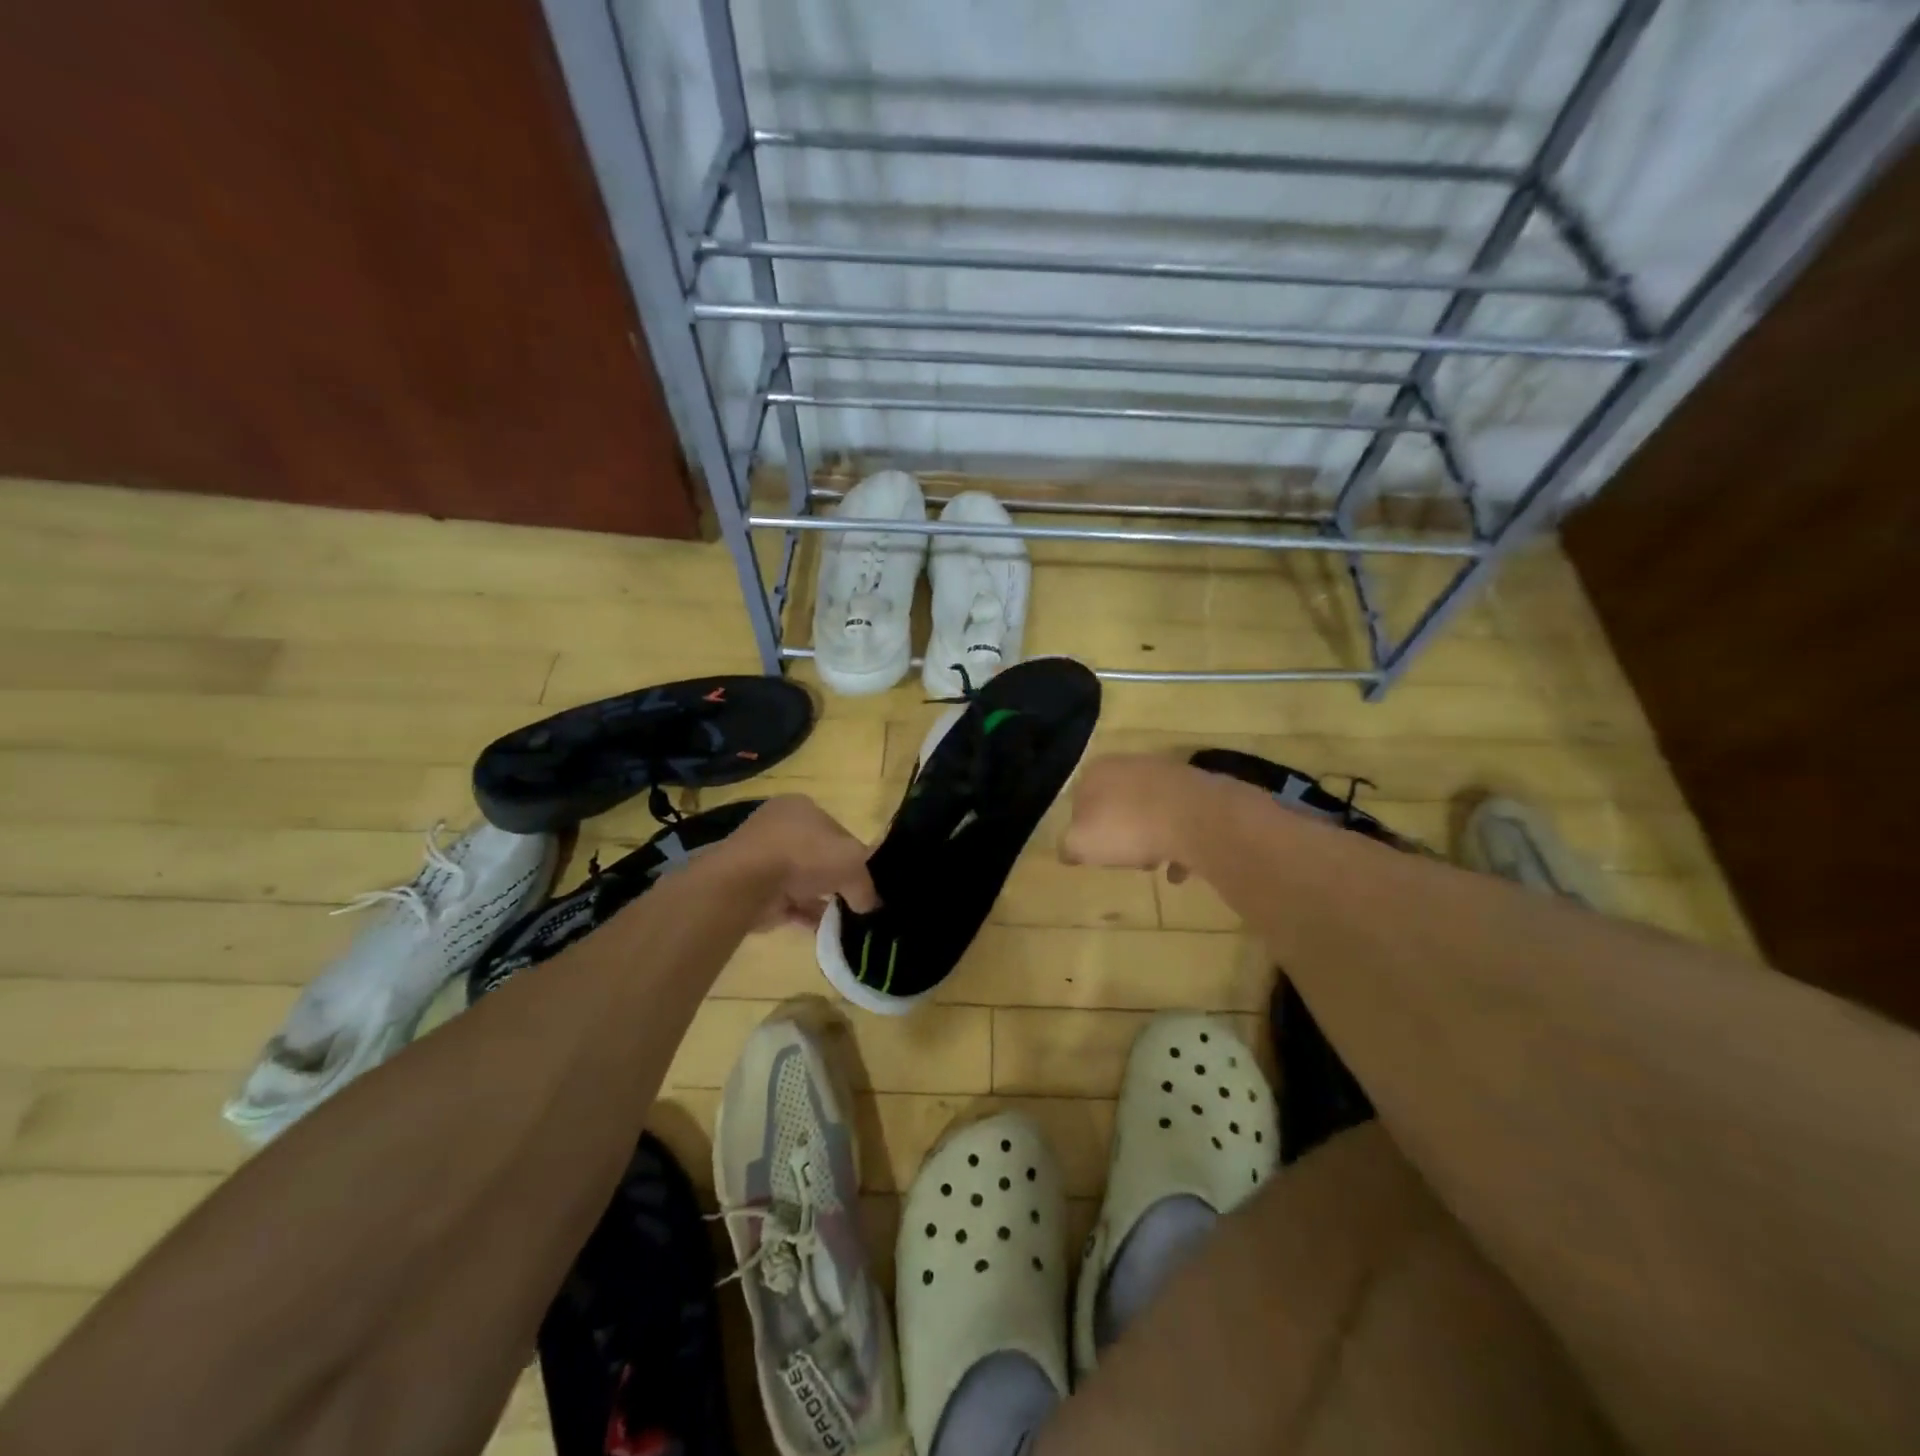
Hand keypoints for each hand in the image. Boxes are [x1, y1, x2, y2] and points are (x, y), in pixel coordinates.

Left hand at [726, 795, 879, 929]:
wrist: (746, 882)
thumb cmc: (803, 855)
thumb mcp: (852, 862)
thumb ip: (865, 884)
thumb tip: (868, 904)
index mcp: (802, 806)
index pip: (837, 830)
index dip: (853, 854)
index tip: (863, 878)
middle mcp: (780, 827)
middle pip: (818, 855)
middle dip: (835, 879)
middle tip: (854, 900)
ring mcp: (763, 857)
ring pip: (802, 880)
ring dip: (820, 899)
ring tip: (842, 919)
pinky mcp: (754, 887)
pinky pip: (787, 902)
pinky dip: (804, 914)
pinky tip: (822, 929)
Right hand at [1059, 755, 1205, 882]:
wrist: (1194, 817)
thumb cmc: (1127, 828)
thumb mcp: (1081, 844)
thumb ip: (1068, 846)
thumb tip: (1068, 849)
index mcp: (1097, 771)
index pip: (1079, 801)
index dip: (1084, 830)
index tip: (1095, 853)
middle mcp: (1129, 764)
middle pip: (1116, 805)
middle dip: (1120, 834)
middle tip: (1125, 859)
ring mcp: (1165, 773)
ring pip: (1148, 811)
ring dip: (1149, 838)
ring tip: (1156, 863)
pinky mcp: (1195, 788)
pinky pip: (1178, 818)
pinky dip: (1176, 841)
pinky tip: (1180, 867)